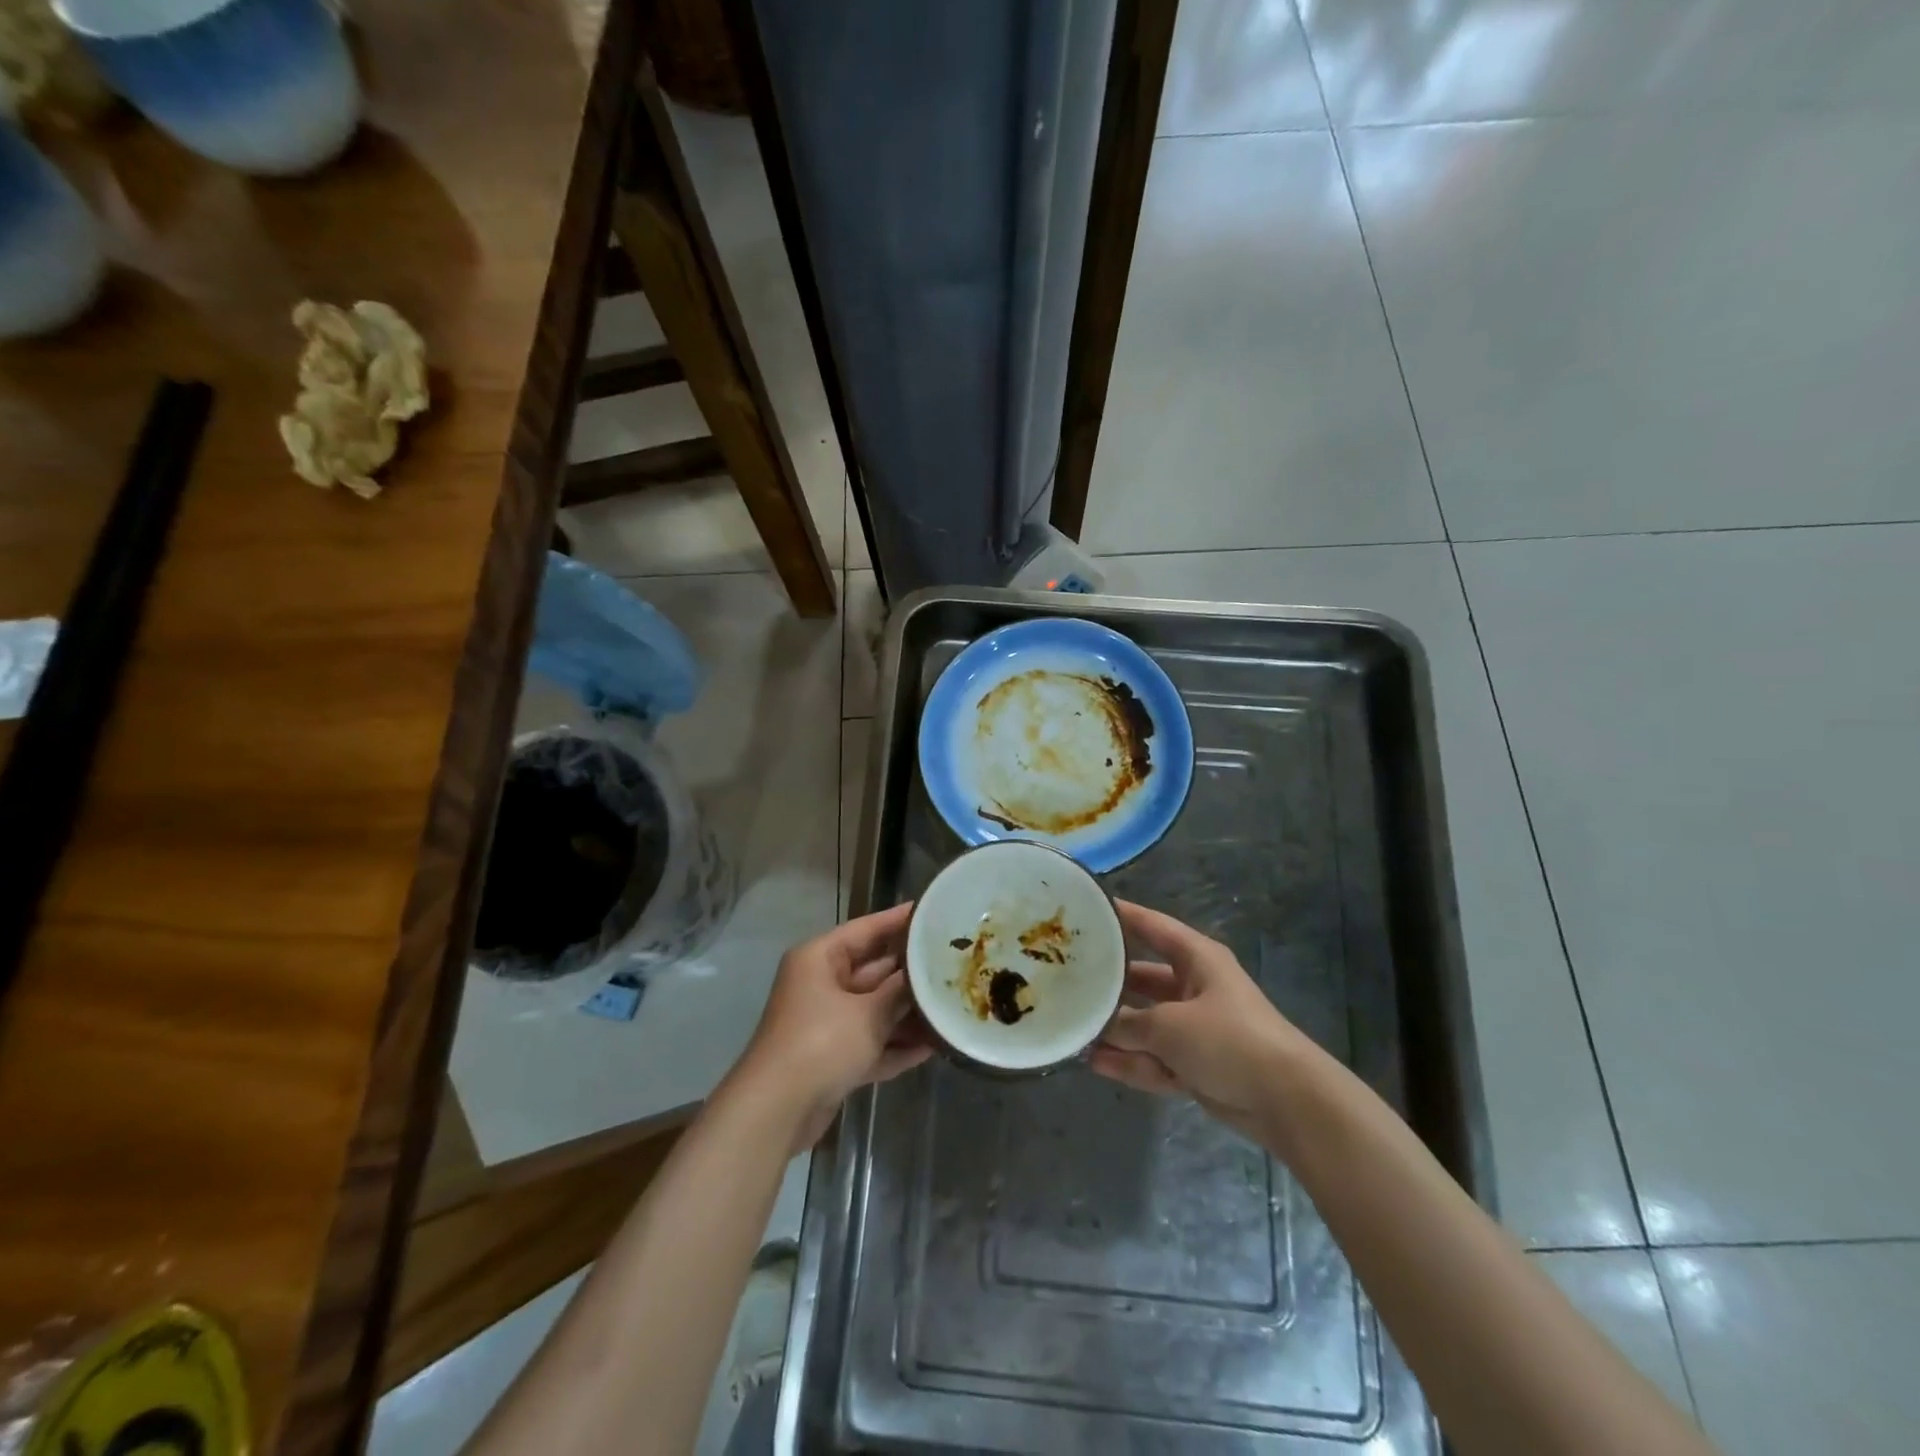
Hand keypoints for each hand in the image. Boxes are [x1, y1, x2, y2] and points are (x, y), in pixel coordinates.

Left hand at [732, 902, 931, 1148]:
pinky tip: (933, 1046)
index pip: (866, 929)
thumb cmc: (820, 1043)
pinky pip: (870, 1042)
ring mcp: (825, 1022)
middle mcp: (820, 984)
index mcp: (820, 959)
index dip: (900, 920)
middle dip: (911, 974)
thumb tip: (924, 974)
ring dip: (908, 1014)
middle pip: (874, 970)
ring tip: (951, 1007)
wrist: (776, 1111)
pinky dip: (895, 1044)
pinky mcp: (831, 1057)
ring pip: (874, 1009)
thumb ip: (900, 991)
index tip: (933, 912)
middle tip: (954, 965)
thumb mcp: (868, 1013)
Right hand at [1090, 901, 1307, 1141]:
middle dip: (1109, 983)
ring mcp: (1196, 1028)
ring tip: (1074, 1028)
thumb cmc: (1228, 1039)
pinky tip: (1095, 1063)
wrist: (1287, 1101)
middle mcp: (1195, 987)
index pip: (1151, 926)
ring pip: (1146, 1023)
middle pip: (1143, 978)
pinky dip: (1131, 1061)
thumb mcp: (1169, 1025)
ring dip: (1115, 1030)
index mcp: (1197, 959)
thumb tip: (1095, 1027)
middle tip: (1067, 979)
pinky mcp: (1197, 1065)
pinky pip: (1155, 1058)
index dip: (1121, 915)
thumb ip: (1128, 1024)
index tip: (1086, 908)